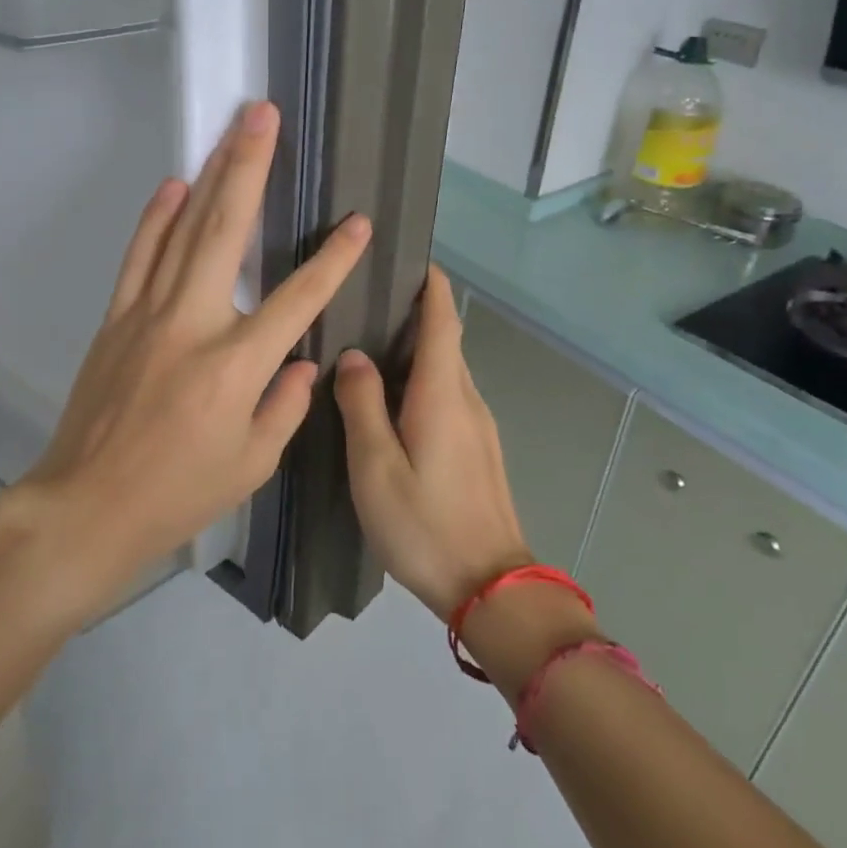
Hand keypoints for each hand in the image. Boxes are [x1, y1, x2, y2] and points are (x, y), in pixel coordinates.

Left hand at [5, 102, 371, 620]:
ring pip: (182, 231)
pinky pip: (139, 256)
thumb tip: (304, 361)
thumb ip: (285, 404)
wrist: (86, 506)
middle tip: (263, 116)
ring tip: (229, 133)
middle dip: (249, 168)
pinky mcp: (116, 319)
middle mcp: (192, 324)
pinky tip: (173, 186)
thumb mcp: (251, 463)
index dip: (333, 260)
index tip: (359, 223)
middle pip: (225, 232)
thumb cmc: (177, 494)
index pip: (297, 299)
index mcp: (235, 366)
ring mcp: (147, 315)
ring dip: (207, 176)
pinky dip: (155, 218)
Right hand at [334, 266, 532, 619]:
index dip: (431, 286)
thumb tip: (354, 357)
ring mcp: (479, 427)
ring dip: (418, 351)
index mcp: (442, 394)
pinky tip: (393, 403)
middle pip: (445, 342)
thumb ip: (362, 405)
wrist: (492, 589)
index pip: (443, 321)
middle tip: (366, 304)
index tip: (411, 259)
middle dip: (415, 315)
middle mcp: (467, 400)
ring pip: (447, 372)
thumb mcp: (376, 466)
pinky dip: (424, 382)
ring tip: (370, 349)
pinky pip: (450, 398)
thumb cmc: (425, 524)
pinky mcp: (479, 451)